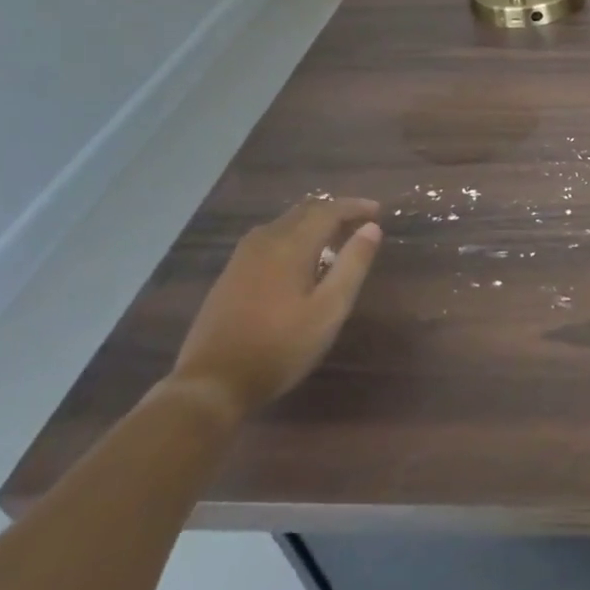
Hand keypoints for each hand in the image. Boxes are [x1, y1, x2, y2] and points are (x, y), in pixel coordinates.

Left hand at [170, 197, 382, 421]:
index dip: (355, 206)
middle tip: (361, 221)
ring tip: (335, 236)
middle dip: (335, 210)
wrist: (212, 383)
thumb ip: (352, 265)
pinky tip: (300, 256)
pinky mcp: (231, 273)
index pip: (328, 211)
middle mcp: (265, 241)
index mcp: (290, 246)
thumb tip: (372, 228)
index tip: (378, 211)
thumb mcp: (329, 310)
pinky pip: (269, 237)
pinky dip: (293, 234)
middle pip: (304, 211)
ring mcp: (243, 256)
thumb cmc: (280, 347)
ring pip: (284, 222)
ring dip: (313, 221)